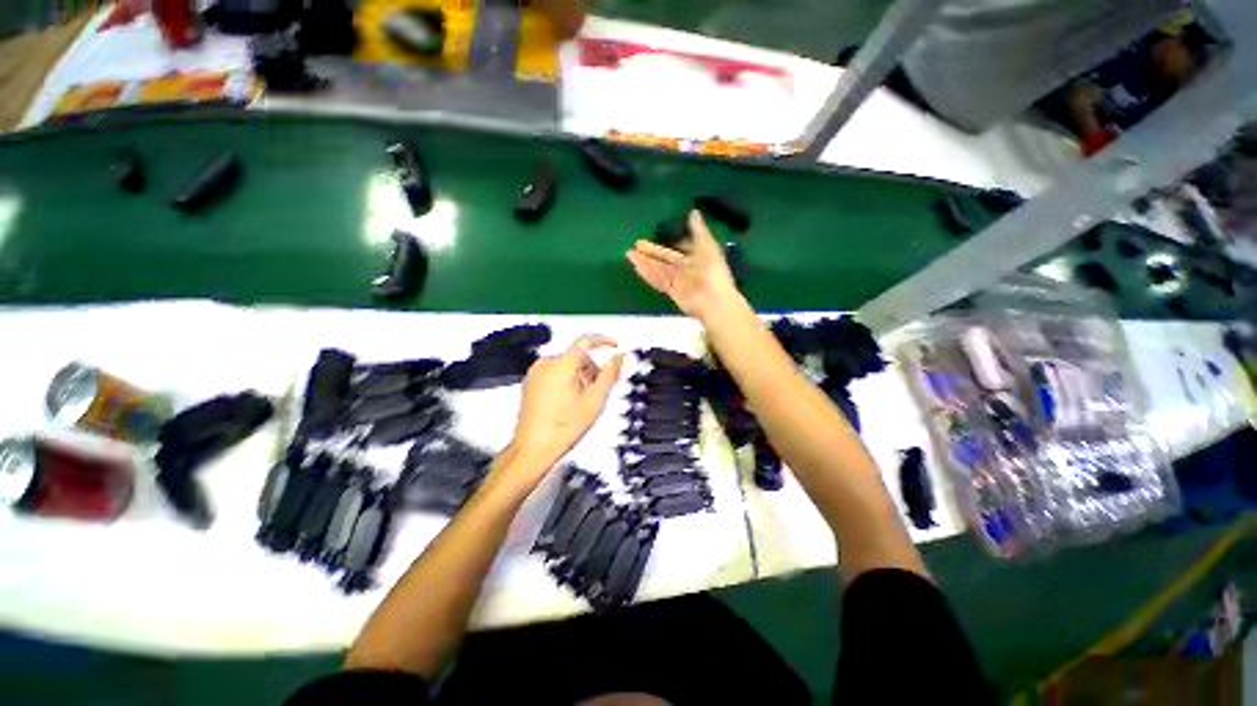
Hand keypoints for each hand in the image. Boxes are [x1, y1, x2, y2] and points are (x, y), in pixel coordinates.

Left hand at [505, 335, 623, 484]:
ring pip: (567, 365)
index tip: (614, 346)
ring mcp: (536, 374)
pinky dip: (567, 381)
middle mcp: (545, 365)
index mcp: (561, 365)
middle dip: (593, 368)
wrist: (534, 449)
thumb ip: (610, 374)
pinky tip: (572, 401)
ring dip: (581, 376)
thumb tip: (621, 358)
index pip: (586, 341)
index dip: (604, 342)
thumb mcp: (595, 400)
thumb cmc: (561, 429)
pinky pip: (555, 373)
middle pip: (577, 356)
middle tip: (604, 385)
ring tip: (585, 400)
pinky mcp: (531, 383)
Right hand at [626, 210, 739, 321]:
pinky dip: (647, 273)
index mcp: (696, 257)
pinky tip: (637, 267)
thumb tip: (693, 211)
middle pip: (664, 260)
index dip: (666, 244)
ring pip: (658, 269)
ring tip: (629, 254)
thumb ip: (698, 230)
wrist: (713, 300)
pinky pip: (657, 280)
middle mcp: (685, 269)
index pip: (677, 250)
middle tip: (635, 245)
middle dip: (651, 253)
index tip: (655, 237)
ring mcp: (677, 281)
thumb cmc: (713, 271)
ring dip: (645, 262)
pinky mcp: (671, 291)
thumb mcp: (708, 245)